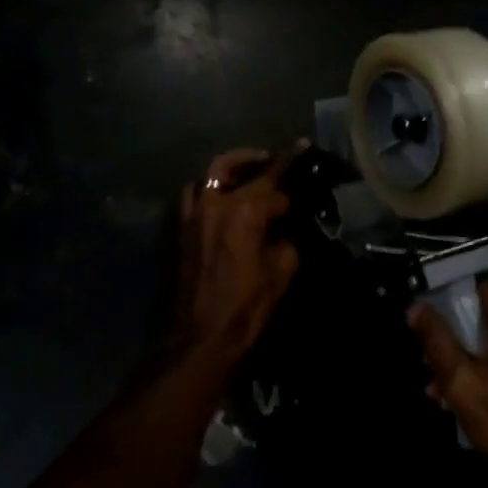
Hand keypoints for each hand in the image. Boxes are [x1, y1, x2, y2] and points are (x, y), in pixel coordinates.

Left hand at [174, 147, 300, 362]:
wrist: (202, 336)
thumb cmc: (248, 304)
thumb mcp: (283, 270)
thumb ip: (285, 237)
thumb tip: (282, 226)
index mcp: (246, 210)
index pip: (275, 183)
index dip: (294, 170)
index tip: (305, 151)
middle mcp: (216, 202)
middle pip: (236, 165)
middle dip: (258, 159)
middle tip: (273, 158)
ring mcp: (194, 213)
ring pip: (210, 174)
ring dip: (230, 167)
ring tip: (247, 173)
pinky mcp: (183, 228)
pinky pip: (194, 194)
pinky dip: (209, 187)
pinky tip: (223, 198)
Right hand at [409, 282, 487, 487]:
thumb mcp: (461, 382)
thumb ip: (436, 340)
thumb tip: (415, 306)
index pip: (474, 291)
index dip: (449, 314)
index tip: (432, 344)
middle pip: (485, 317)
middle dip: (458, 343)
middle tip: (434, 377)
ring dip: (474, 359)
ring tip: (447, 395)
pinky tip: (479, 398)